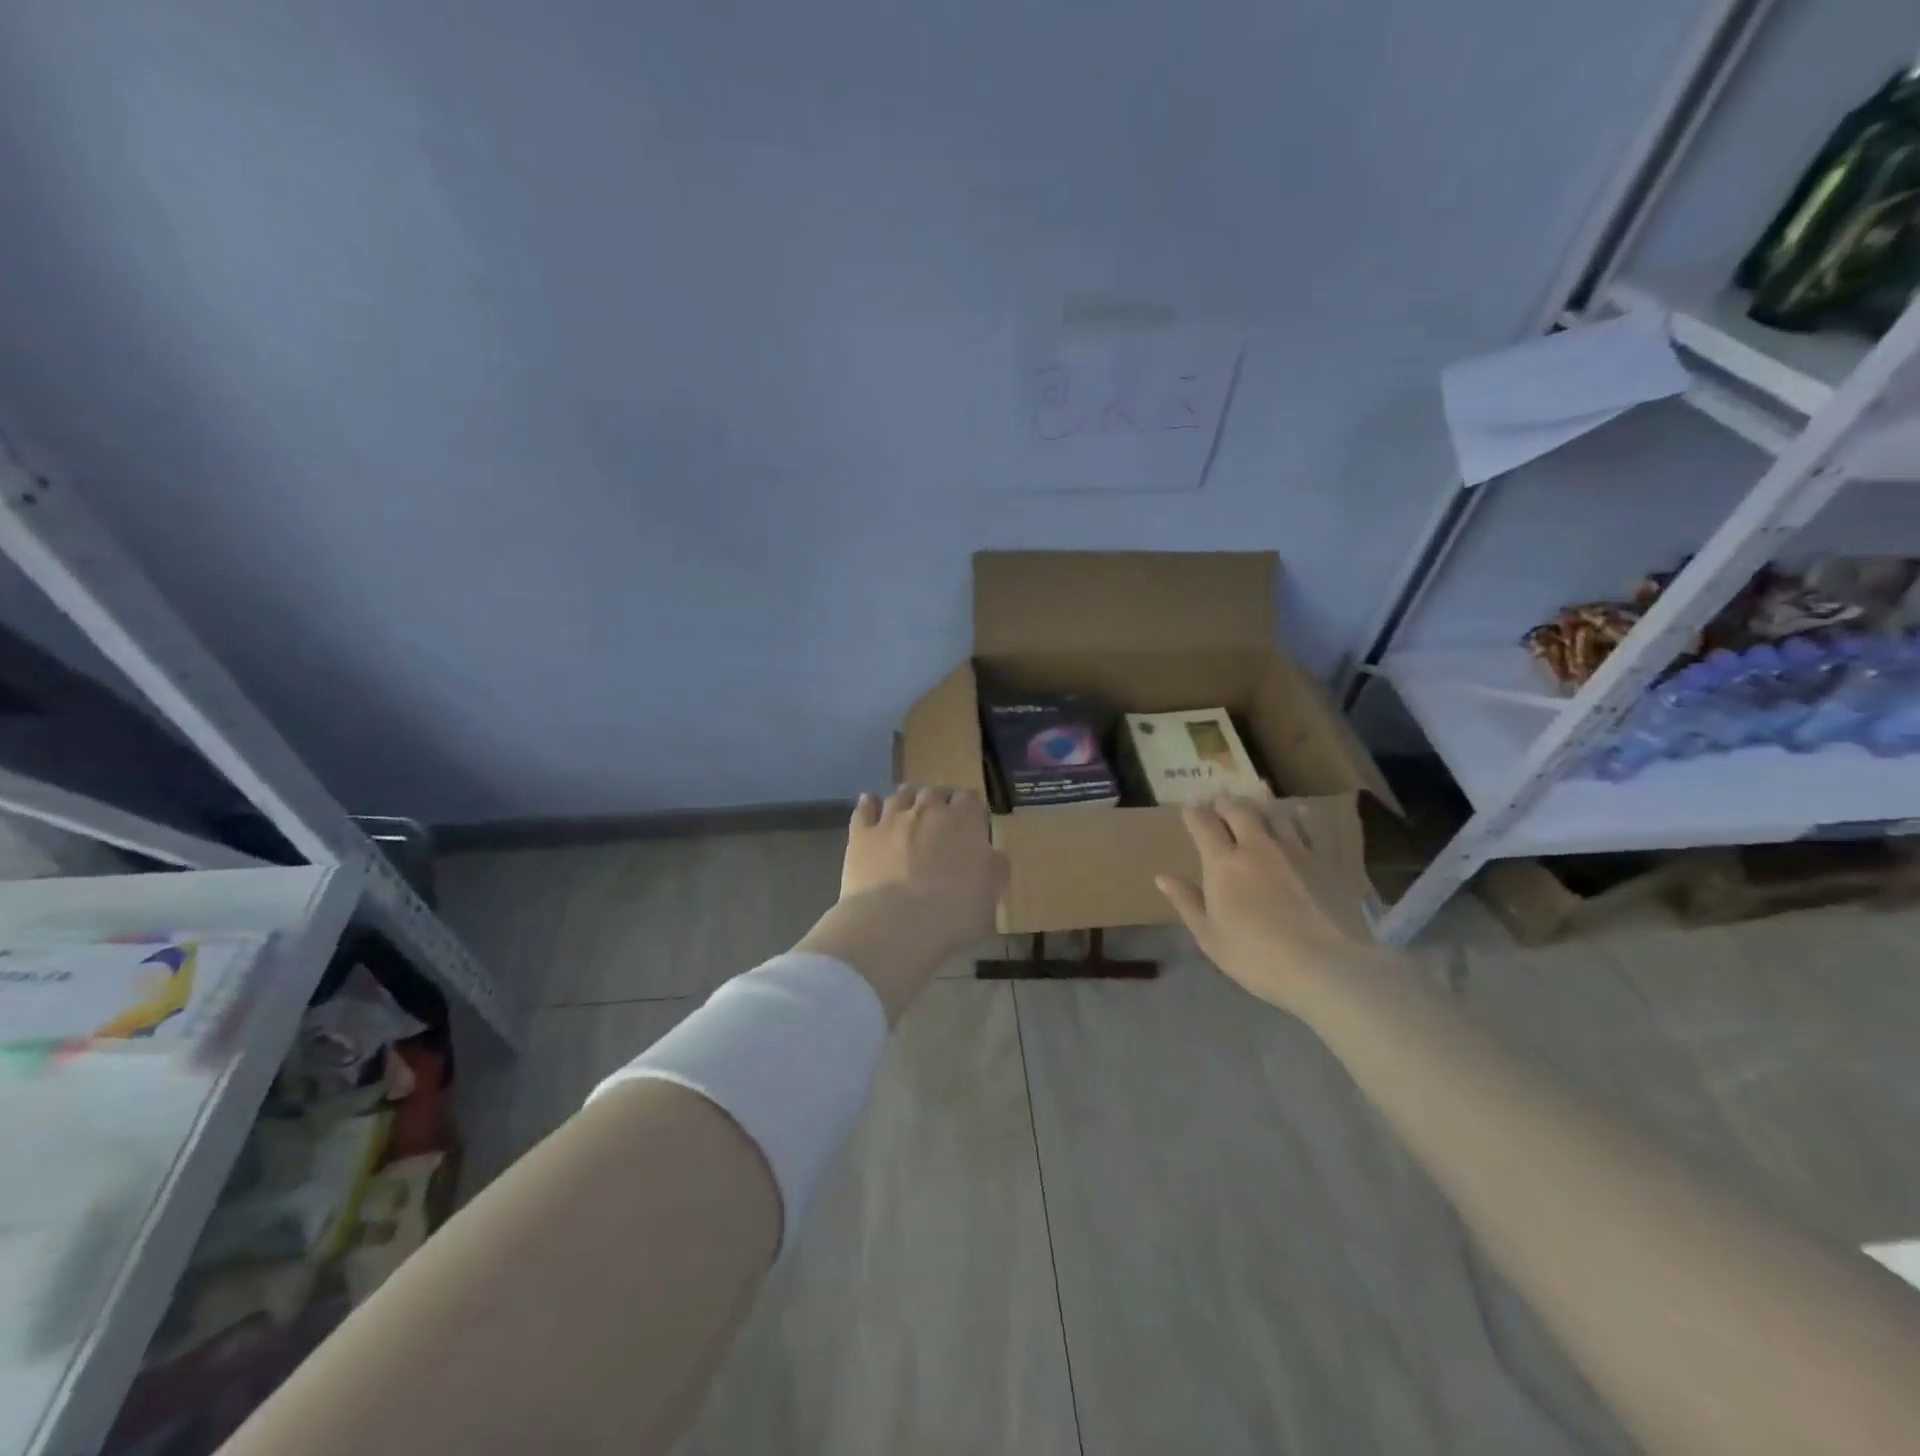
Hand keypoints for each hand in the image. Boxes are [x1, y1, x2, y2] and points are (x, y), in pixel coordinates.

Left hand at [798, 787, 1008, 1024]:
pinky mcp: (861, 834)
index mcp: (964, 821)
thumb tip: (992, 856)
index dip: (969, 808)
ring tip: (907, 807)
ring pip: (900, 796)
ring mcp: (891, 819)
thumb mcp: (991, 896)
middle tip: (938, 818)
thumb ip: (994, 868)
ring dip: (906, 799)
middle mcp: (927, 810)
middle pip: (934, 792)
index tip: (969, 821)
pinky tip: (870, 803)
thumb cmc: (953, 914)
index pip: (969, 798)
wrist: (895, 926)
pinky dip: (869, 803)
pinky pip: (864, 808)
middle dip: (938, 801)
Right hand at [1155, 796, 1391, 1016]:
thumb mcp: (1209, 936)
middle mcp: (1256, 847)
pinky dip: (1299, 817)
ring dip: (1259, 805)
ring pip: (1273, 814)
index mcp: (1222, 863)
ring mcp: (1293, 851)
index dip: (1193, 813)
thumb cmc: (1255, 956)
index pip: (1203, 824)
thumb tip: (1162, 877)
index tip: (1189, 810)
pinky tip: (1300, 814)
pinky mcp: (1323, 861)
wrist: (1324, 966)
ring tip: (1254, 802)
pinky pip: (1308, 829)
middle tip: (1219, 801)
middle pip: (1238, 810)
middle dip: (1225, 803)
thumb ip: (1187, 902)